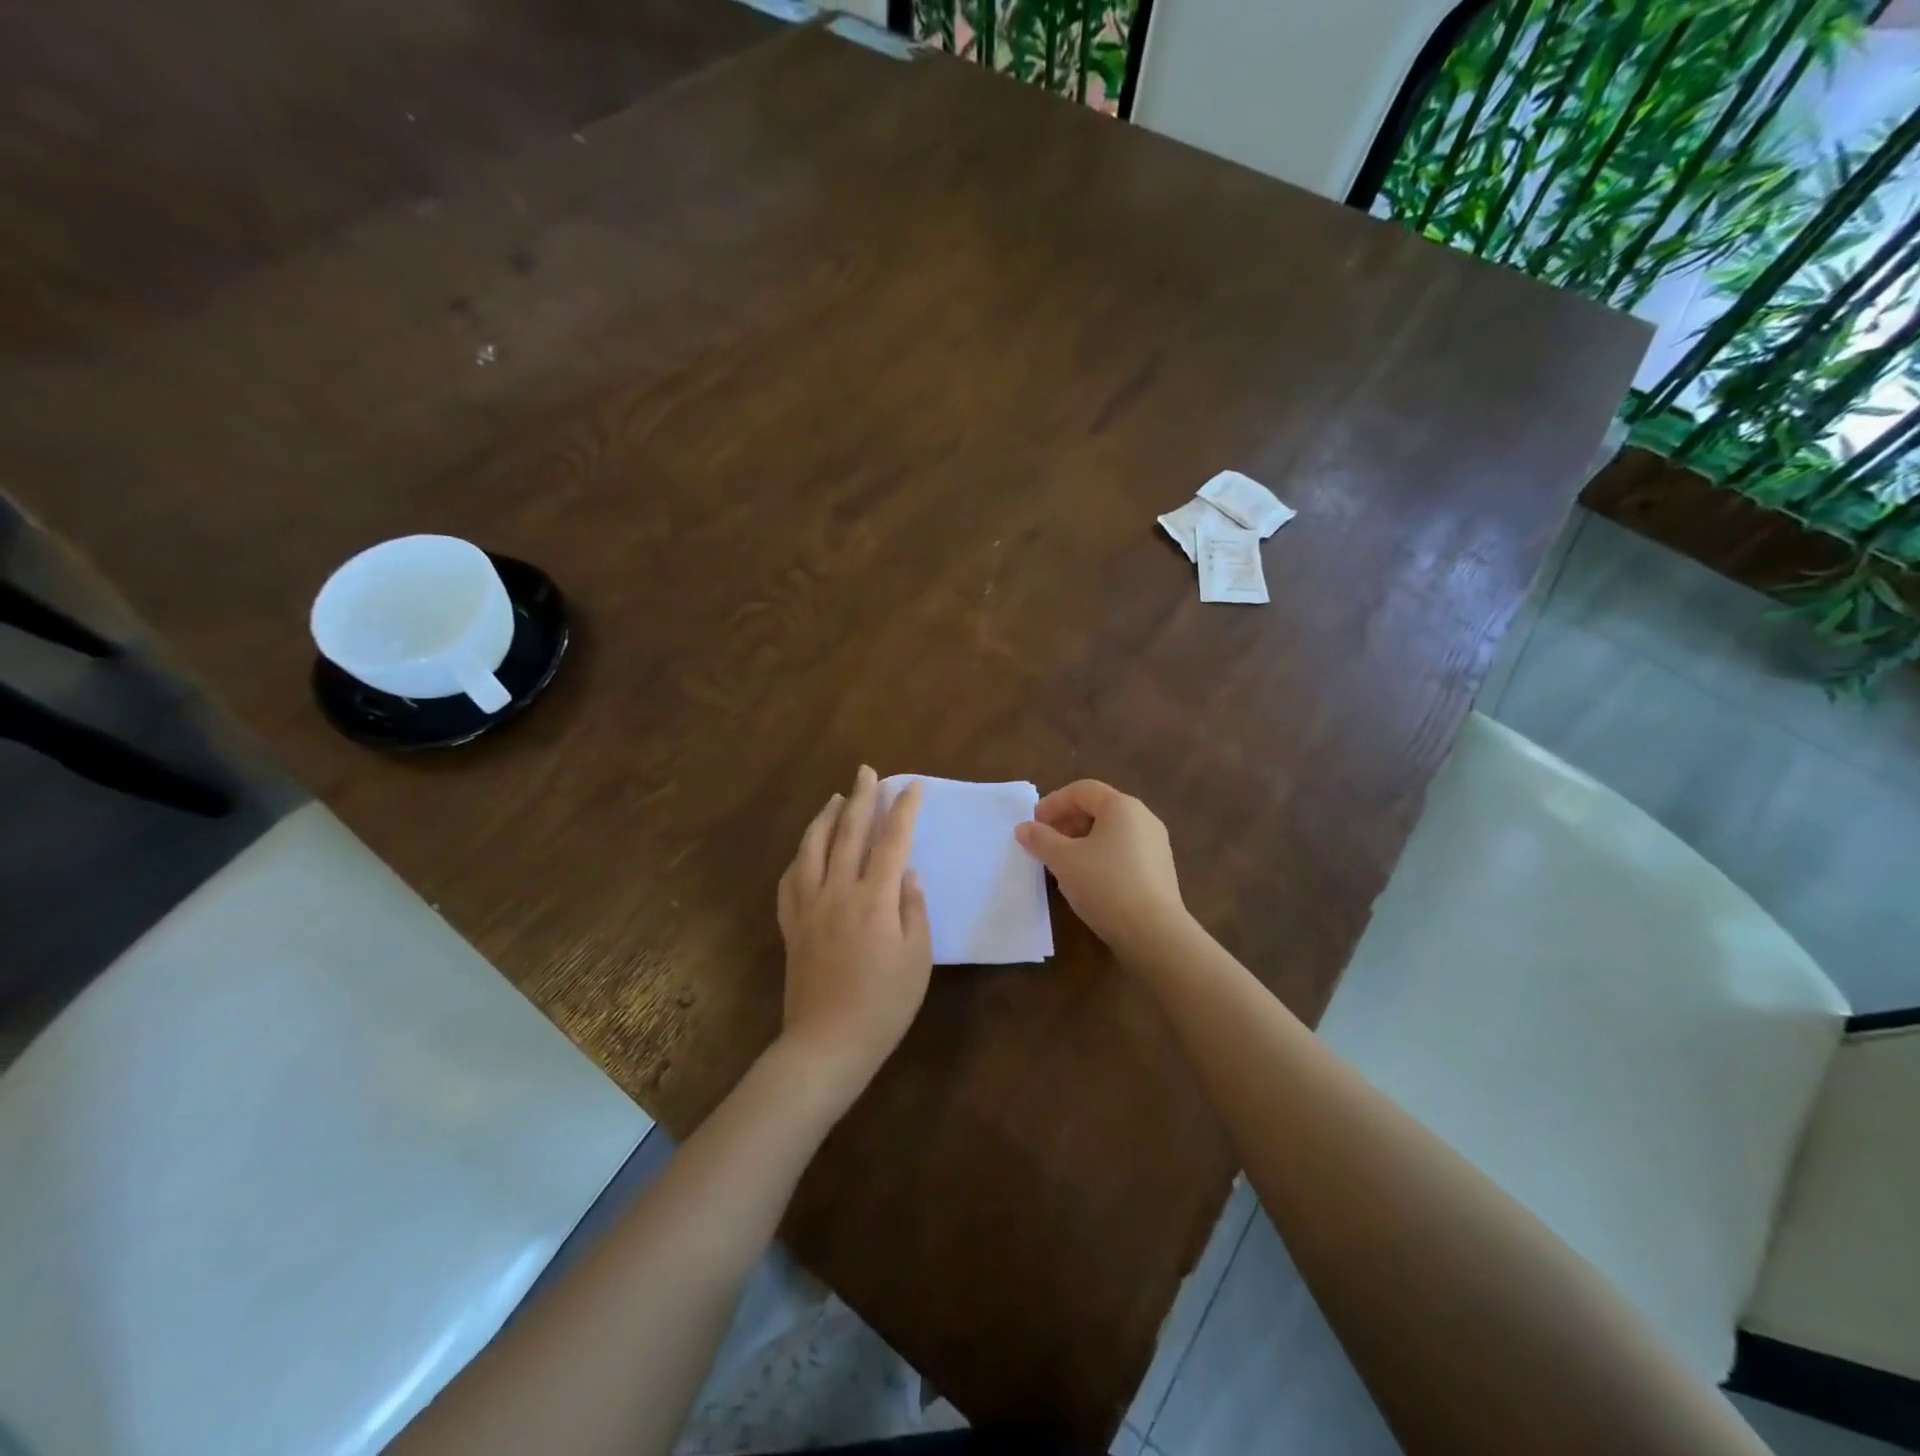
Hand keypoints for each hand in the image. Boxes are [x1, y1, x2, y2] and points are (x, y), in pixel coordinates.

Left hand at [776, 766, 931, 1104]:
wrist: (827, 1044)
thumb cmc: (883, 1005)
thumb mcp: (918, 960)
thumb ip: (914, 910)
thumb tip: (908, 874)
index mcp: (874, 899)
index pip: (892, 841)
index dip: (902, 810)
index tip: (911, 785)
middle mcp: (838, 892)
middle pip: (847, 833)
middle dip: (860, 798)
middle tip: (866, 771)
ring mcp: (808, 907)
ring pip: (812, 848)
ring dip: (824, 818)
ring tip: (835, 798)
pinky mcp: (791, 926)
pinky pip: (790, 879)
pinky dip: (800, 856)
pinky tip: (805, 850)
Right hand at [1014, 779, 1189, 959]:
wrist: (1154, 933)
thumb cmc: (1105, 885)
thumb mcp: (1063, 860)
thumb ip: (1040, 839)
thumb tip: (1024, 828)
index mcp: (1122, 806)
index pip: (1082, 790)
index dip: (1054, 802)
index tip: (1033, 823)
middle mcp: (1143, 818)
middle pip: (1098, 808)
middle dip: (1067, 822)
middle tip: (1045, 842)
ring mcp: (1155, 844)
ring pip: (1111, 832)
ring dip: (1082, 841)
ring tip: (1062, 863)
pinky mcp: (1160, 870)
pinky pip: (1123, 851)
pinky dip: (1100, 856)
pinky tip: (1087, 880)